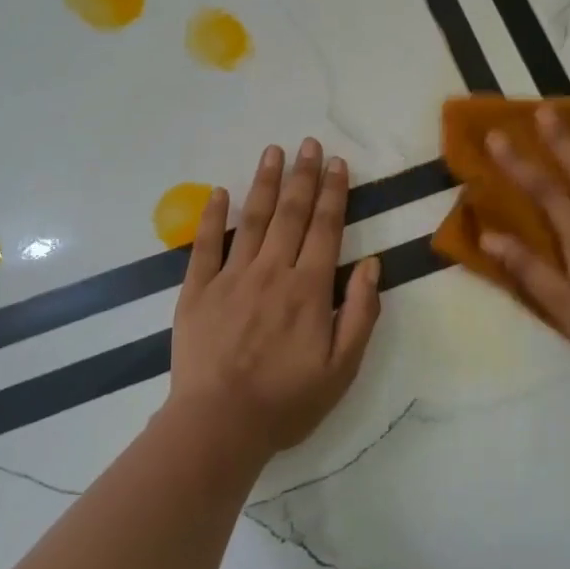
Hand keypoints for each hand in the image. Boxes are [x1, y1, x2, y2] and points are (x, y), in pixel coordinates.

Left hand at [166, 138, 381, 459]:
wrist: (219, 424)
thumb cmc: (287, 400)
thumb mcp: (342, 368)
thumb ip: (360, 313)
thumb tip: (372, 264)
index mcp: (309, 289)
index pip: (326, 229)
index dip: (334, 193)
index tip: (338, 164)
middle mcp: (272, 272)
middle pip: (291, 214)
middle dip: (303, 176)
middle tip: (309, 144)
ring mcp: (231, 278)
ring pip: (253, 220)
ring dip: (265, 184)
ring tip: (273, 152)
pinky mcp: (197, 290)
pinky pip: (205, 245)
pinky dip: (213, 216)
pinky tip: (220, 192)